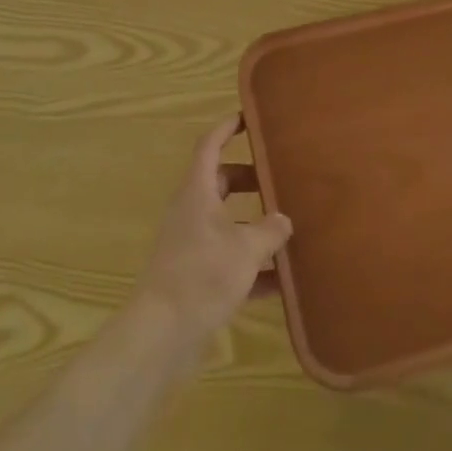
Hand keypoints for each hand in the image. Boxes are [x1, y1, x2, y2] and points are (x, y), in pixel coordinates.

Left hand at [130, 114, 291, 377]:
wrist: (162, 333)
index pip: (209, 146)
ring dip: (254, 225)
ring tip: (289, 227)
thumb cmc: (202, 274)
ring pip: (227, 223)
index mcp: (197, 192)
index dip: (226, 128)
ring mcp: (191, 245)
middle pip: (221, 183)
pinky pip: (229, 260)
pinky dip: (253, 266)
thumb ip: (270, 230)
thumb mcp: (246, 248)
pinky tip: (283, 281)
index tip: (247, 117)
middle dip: (250, 179)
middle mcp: (191, 212)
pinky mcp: (195, 276)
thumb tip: (283, 220)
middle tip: (280, 177)